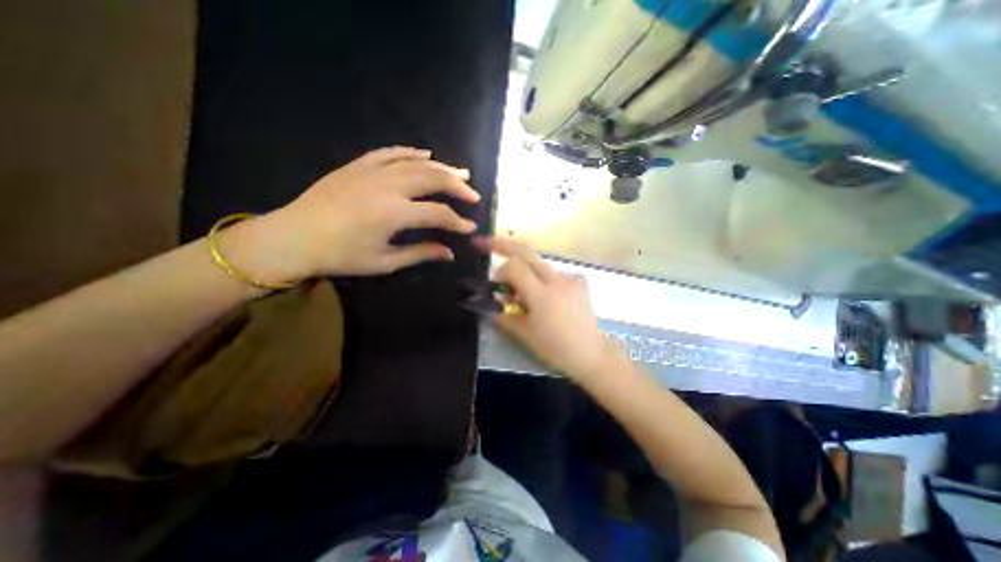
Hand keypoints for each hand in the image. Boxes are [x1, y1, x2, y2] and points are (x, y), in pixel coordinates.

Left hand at [243, 145, 476, 278]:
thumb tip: (449, 253)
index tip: (471, 228)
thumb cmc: (340, 256)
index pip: (438, 213)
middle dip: (457, 186)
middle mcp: (387, 186)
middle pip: (432, 179)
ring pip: (416, 163)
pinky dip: (411, 152)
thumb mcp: (384, 262)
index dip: (458, 222)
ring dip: (442, 168)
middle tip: (473, 194)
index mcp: (394, 213)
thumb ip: (420, 253)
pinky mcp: (357, 166)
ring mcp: (371, 172)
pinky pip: (390, 152)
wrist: (293, 237)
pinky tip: (426, 154)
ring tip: (461, 172)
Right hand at [483, 237, 619, 380]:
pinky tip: (547, 295)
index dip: (500, 272)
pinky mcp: (580, 282)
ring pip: (540, 264)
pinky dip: (544, 279)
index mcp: (541, 294)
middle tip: (487, 242)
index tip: (497, 287)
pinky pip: (555, 273)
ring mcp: (571, 278)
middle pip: (526, 252)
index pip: (514, 266)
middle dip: (504, 244)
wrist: (590, 353)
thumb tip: (494, 301)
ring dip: (525, 270)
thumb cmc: (555, 348)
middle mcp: (556, 280)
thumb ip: (503, 315)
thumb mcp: (523, 334)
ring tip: (523, 292)